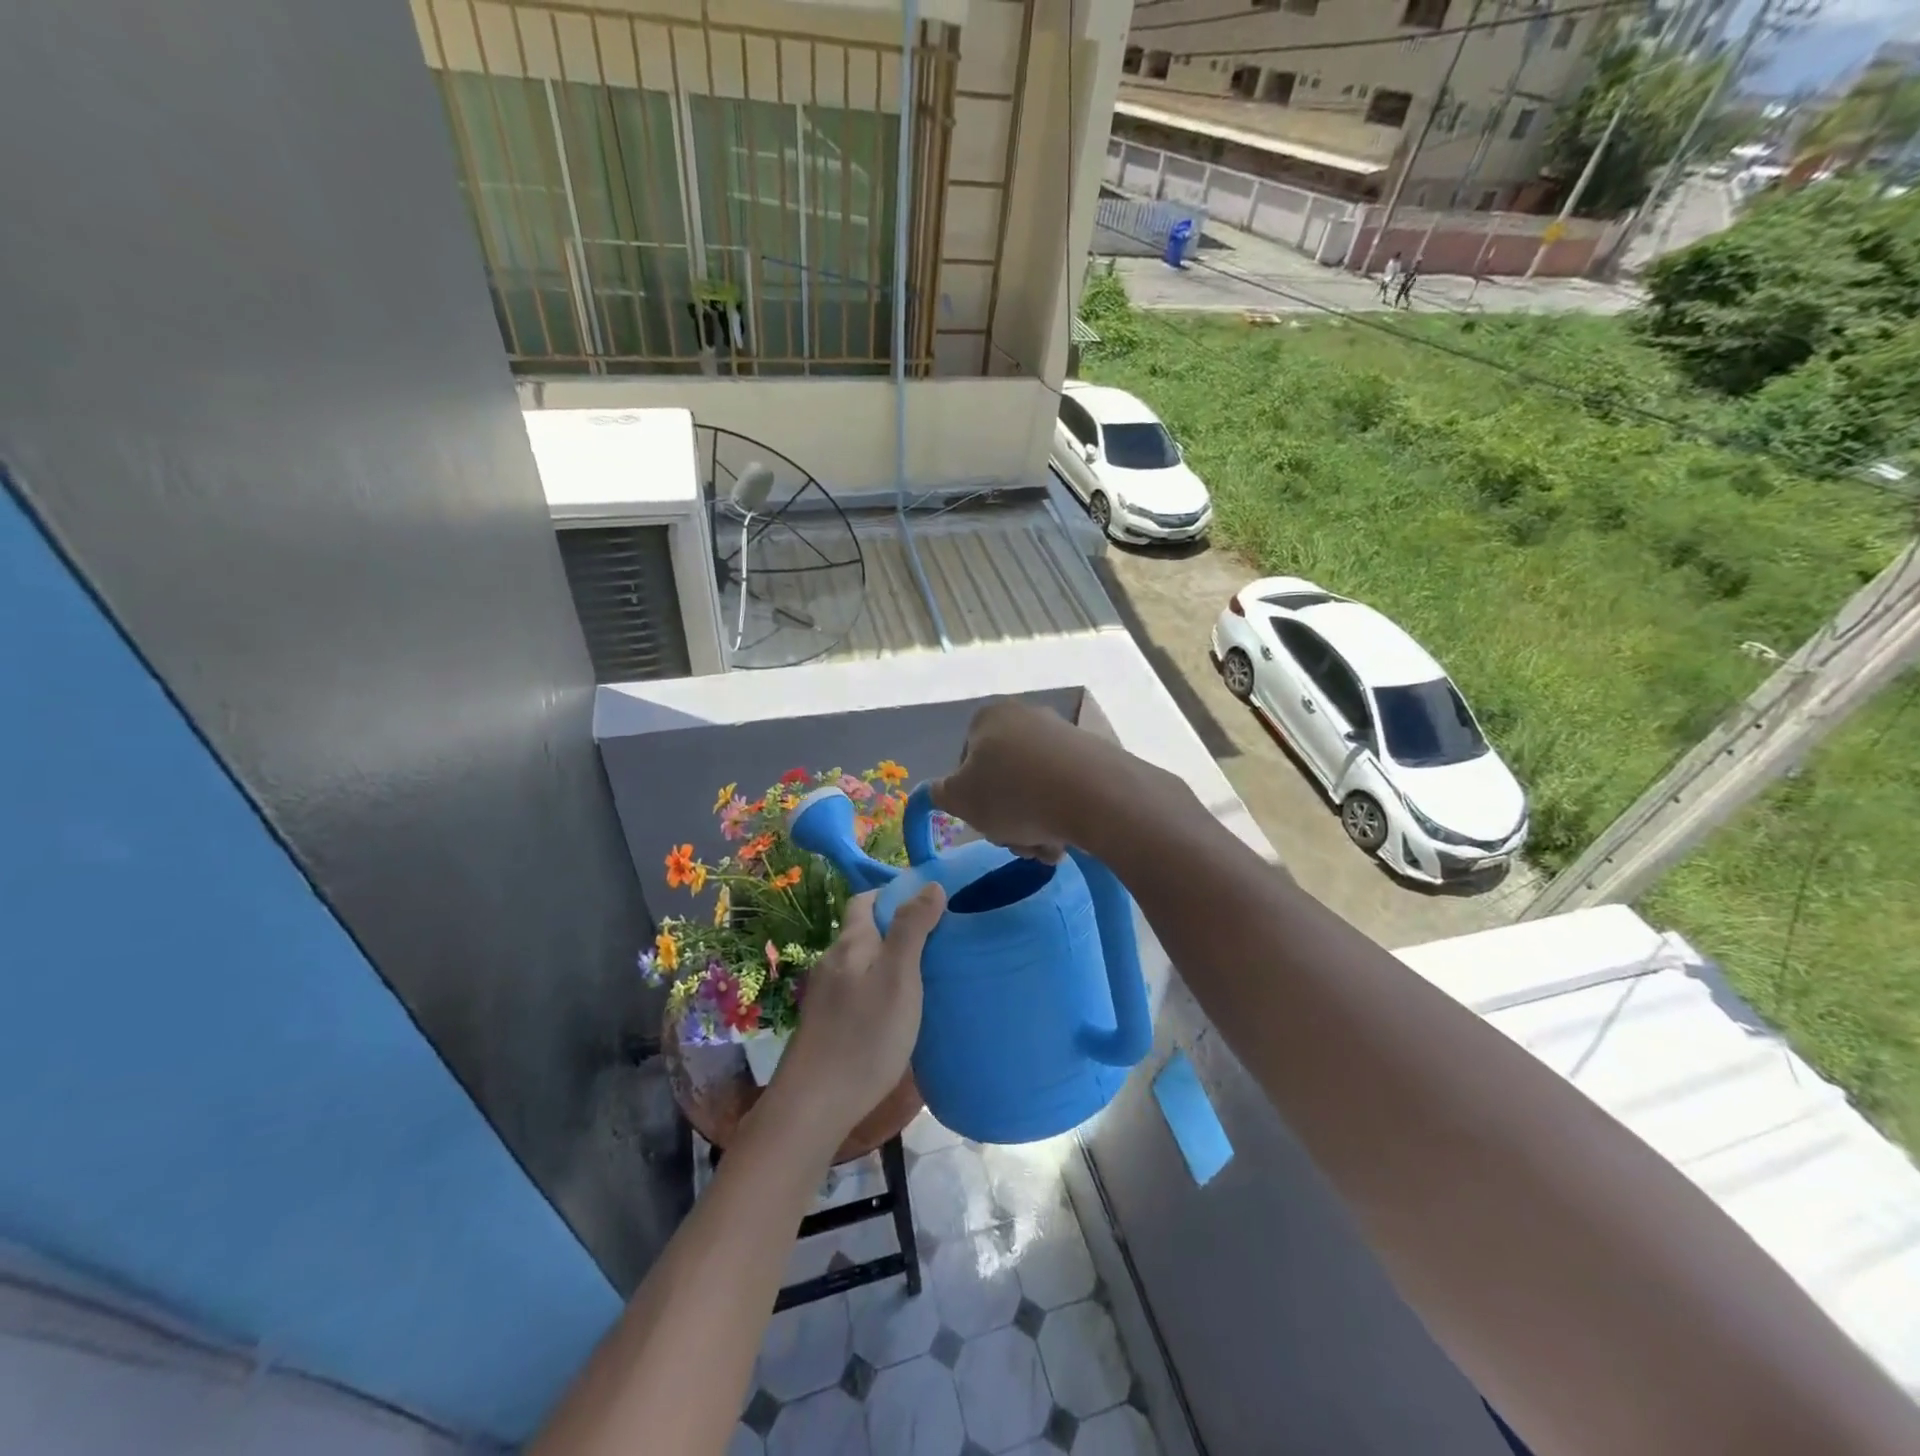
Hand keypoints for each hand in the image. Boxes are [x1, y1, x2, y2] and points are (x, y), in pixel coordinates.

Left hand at [770, 886, 945, 1136]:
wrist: (813, 1106)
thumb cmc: (864, 1036)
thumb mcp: (898, 977)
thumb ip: (912, 929)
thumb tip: (929, 884)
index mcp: (850, 943)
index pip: (865, 900)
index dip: (894, 895)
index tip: (930, 905)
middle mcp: (833, 962)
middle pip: (864, 931)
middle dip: (897, 929)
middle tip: (937, 941)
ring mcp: (825, 995)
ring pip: (862, 963)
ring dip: (890, 961)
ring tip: (925, 975)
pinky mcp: (826, 1024)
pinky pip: (857, 991)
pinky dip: (879, 989)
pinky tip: (898, 1011)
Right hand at [931, 699, 1139, 860]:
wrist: (1094, 795)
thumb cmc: (1014, 794)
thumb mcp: (960, 800)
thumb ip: (941, 794)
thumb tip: (941, 790)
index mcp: (989, 717)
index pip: (966, 762)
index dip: (971, 798)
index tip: (984, 821)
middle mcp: (1026, 716)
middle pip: (1003, 778)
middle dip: (1007, 817)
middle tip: (1016, 840)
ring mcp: (1063, 735)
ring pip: (1034, 790)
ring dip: (1033, 824)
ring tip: (1045, 846)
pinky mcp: (1094, 756)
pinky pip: (1065, 790)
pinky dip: (1061, 815)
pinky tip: (1067, 839)